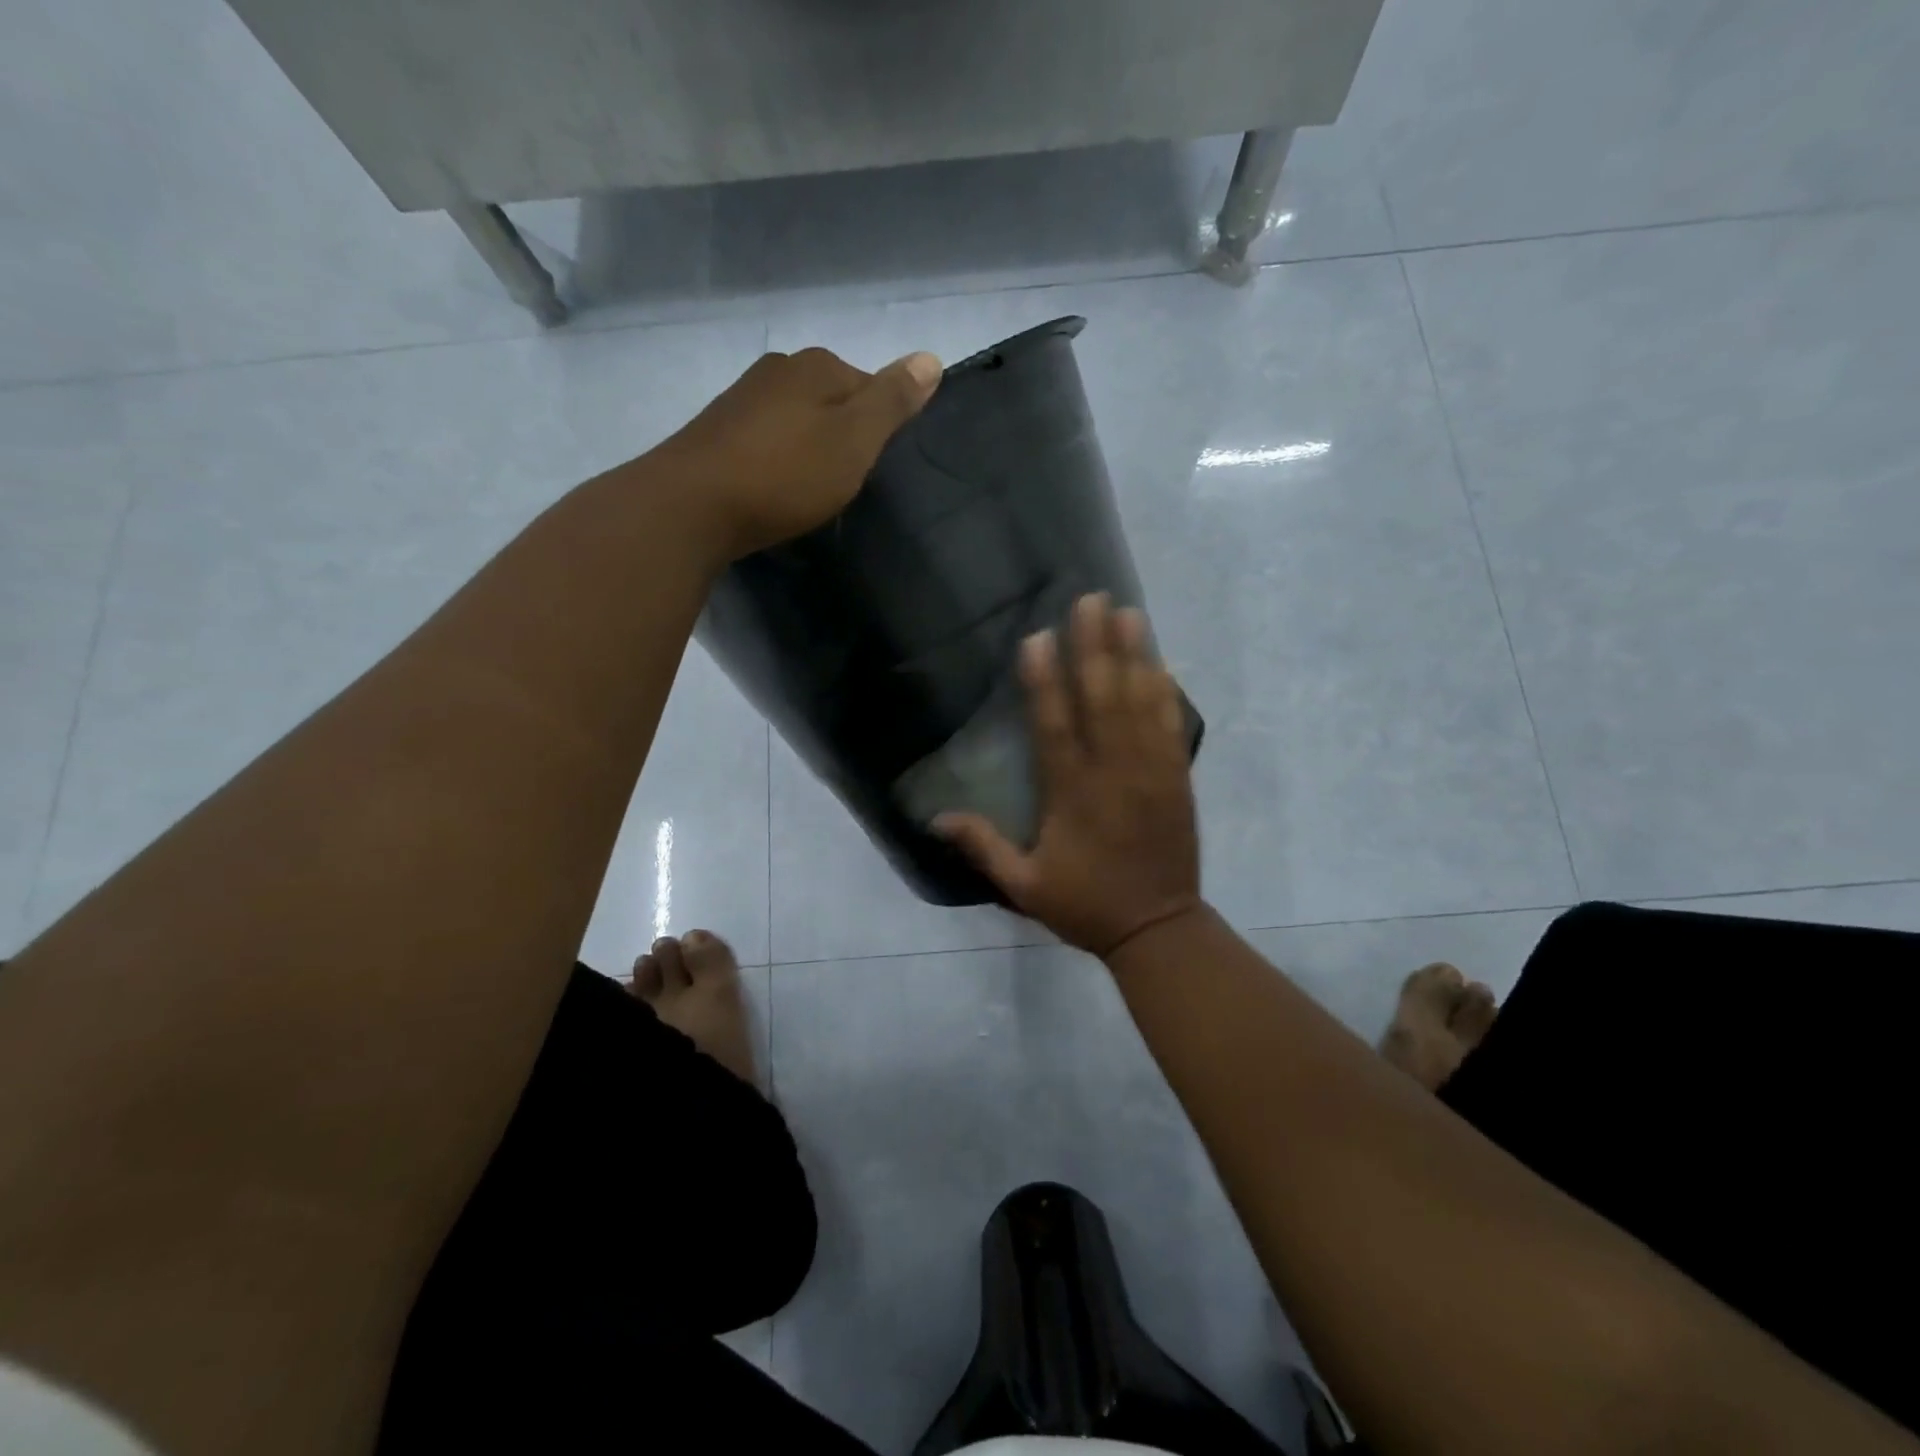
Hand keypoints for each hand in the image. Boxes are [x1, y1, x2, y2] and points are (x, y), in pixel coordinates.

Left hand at [652, 346, 941, 560]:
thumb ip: (893, 401)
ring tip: (811, 490)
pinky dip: (779, 461)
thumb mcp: (855, 440)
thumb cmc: (786, 474)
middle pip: (832, 399)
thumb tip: (931, 357)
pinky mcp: (718, 432)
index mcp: (816, 365)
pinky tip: (775, 488)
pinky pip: (767, 441)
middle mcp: (778, 369)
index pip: (871, 385)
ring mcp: (742, 398)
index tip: (875, 466)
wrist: (693, 506)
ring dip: (809, 449)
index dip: (881, 426)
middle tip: (846, 482)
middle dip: (844, 435)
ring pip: (797, 420)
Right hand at [936, 593, 1203, 958]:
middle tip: (1090, 600)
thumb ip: (984, 848)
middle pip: (1103, 700)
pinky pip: (1172, 725)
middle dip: (1095, 647)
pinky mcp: (1178, 778)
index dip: (1045, 681)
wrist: (1158, 928)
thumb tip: (936, 819)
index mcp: (1072, 795)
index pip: (1055, 727)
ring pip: (1141, 703)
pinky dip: (1166, 691)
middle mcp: (1114, 773)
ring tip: (1128, 612)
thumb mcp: (1024, 886)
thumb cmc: (1086, 905)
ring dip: (1134, 655)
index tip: (1038, 637)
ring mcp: (1152, 772)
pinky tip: (1160, 660)